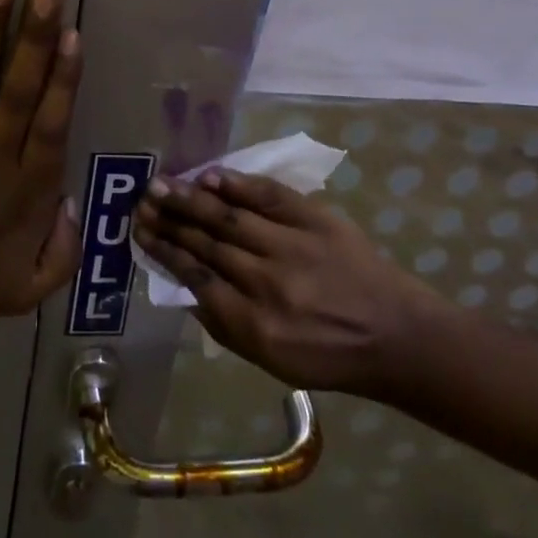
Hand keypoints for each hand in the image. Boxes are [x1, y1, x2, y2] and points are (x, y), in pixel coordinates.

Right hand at [132, 169, 450, 397]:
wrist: (397, 335)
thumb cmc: (329, 357)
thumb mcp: (270, 361)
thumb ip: (222, 325)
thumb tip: (184, 285)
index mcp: (255, 324)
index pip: (196, 276)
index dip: (164, 250)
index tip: (140, 230)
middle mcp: (269, 282)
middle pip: (206, 243)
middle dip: (169, 220)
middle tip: (141, 201)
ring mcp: (293, 246)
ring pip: (229, 217)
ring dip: (190, 199)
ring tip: (161, 184)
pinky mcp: (316, 219)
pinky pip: (268, 195)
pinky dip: (236, 184)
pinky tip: (208, 176)